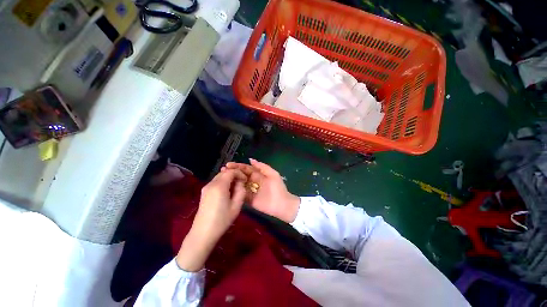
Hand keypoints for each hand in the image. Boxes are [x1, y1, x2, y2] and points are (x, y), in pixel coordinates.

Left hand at [176, 169, 246, 270]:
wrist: (203, 233)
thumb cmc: (222, 220)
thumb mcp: (236, 206)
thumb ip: (241, 191)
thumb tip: (240, 182)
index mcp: (219, 186)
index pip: (231, 171)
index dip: (240, 173)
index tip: (245, 180)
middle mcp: (211, 183)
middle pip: (224, 172)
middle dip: (234, 175)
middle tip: (242, 183)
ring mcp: (206, 188)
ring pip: (220, 177)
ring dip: (229, 179)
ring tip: (235, 188)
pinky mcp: (204, 192)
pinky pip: (215, 182)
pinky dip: (223, 183)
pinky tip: (227, 192)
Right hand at [223, 159, 299, 223]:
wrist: (281, 204)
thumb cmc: (278, 187)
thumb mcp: (272, 174)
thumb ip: (262, 167)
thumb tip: (251, 159)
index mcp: (258, 175)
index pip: (246, 169)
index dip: (238, 166)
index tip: (228, 165)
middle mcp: (252, 181)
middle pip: (241, 175)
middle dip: (232, 172)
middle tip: (222, 170)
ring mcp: (250, 190)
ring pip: (239, 184)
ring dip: (231, 180)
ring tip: (222, 177)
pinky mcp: (248, 199)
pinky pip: (240, 194)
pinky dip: (234, 191)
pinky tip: (226, 188)